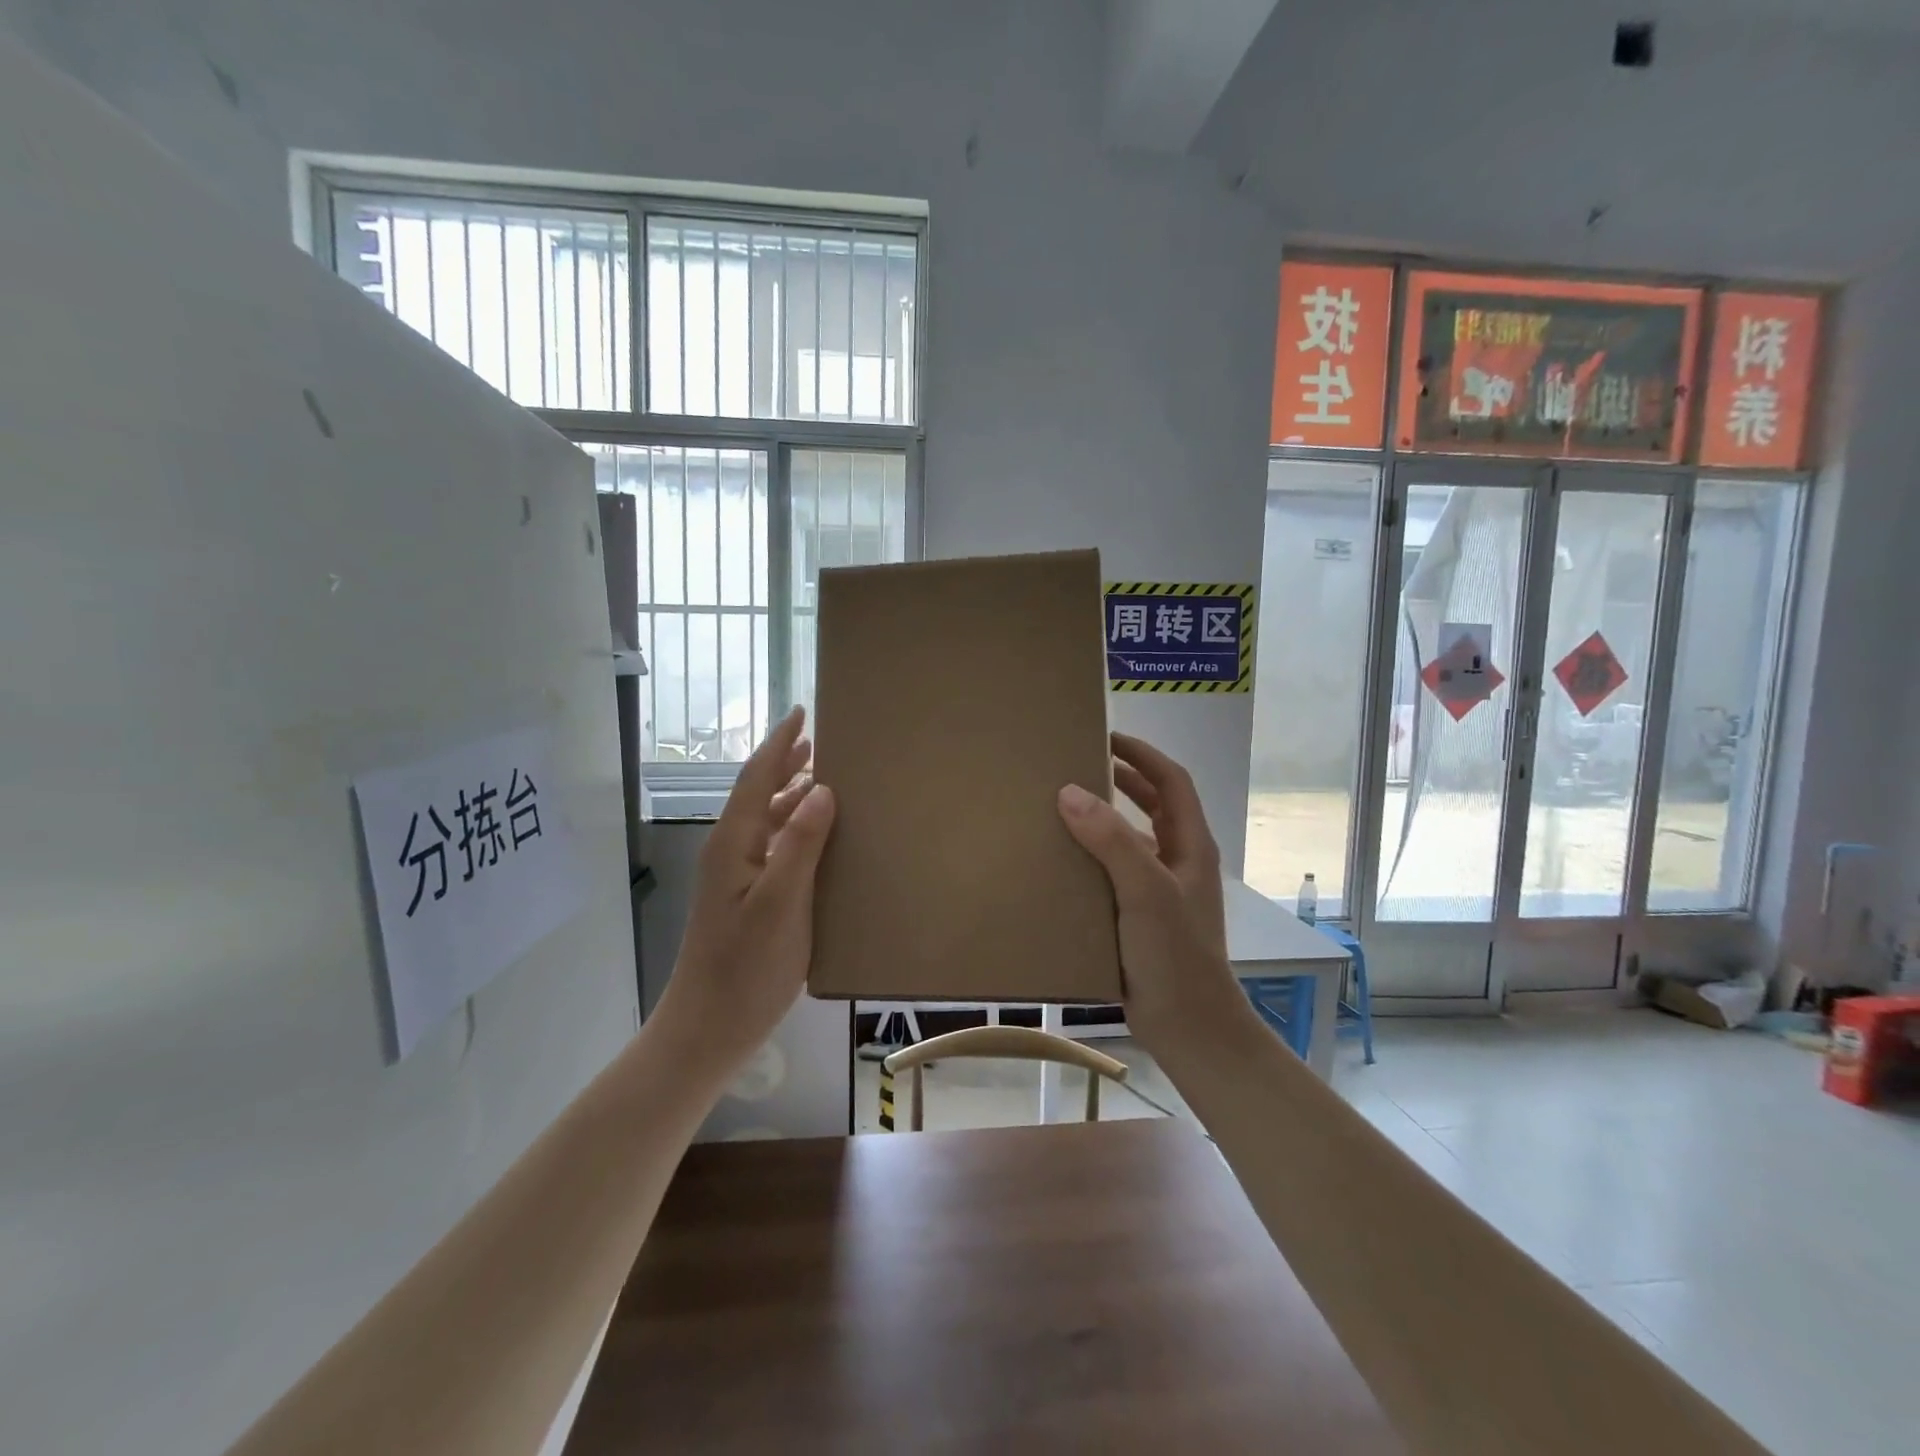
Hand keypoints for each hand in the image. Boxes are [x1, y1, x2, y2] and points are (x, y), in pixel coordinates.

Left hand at [653, 707, 836, 1074]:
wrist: (707, 1028)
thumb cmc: (746, 968)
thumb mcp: (781, 904)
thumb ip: (800, 844)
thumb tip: (822, 789)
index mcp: (734, 844)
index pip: (757, 777)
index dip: (780, 743)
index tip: (803, 712)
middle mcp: (731, 851)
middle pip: (758, 792)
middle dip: (784, 761)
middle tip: (819, 738)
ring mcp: (736, 876)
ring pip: (765, 819)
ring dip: (791, 793)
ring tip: (823, 776)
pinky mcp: (746, 898)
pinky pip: (773, 845)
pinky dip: (794, 827)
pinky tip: (817, 835)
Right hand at [1056, 733, 1248, 1055]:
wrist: (1189, 1027)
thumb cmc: (1175, 954)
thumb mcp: (1145, 891)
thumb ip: (1111, 841)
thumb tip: (1070, 792)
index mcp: (1190, 845)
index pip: (1172, 781)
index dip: (1143, 754)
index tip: (1107, 736)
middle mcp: (1178, 860)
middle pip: (1154, 804)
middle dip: (1123, 779)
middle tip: (1080, 763)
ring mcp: (1161, 889)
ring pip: (1133, 838)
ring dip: (1106, 817)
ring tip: (1065, 804)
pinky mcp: (1141, 915)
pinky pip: (1116, 871)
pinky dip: (1094, 856)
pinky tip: (1064, 861)